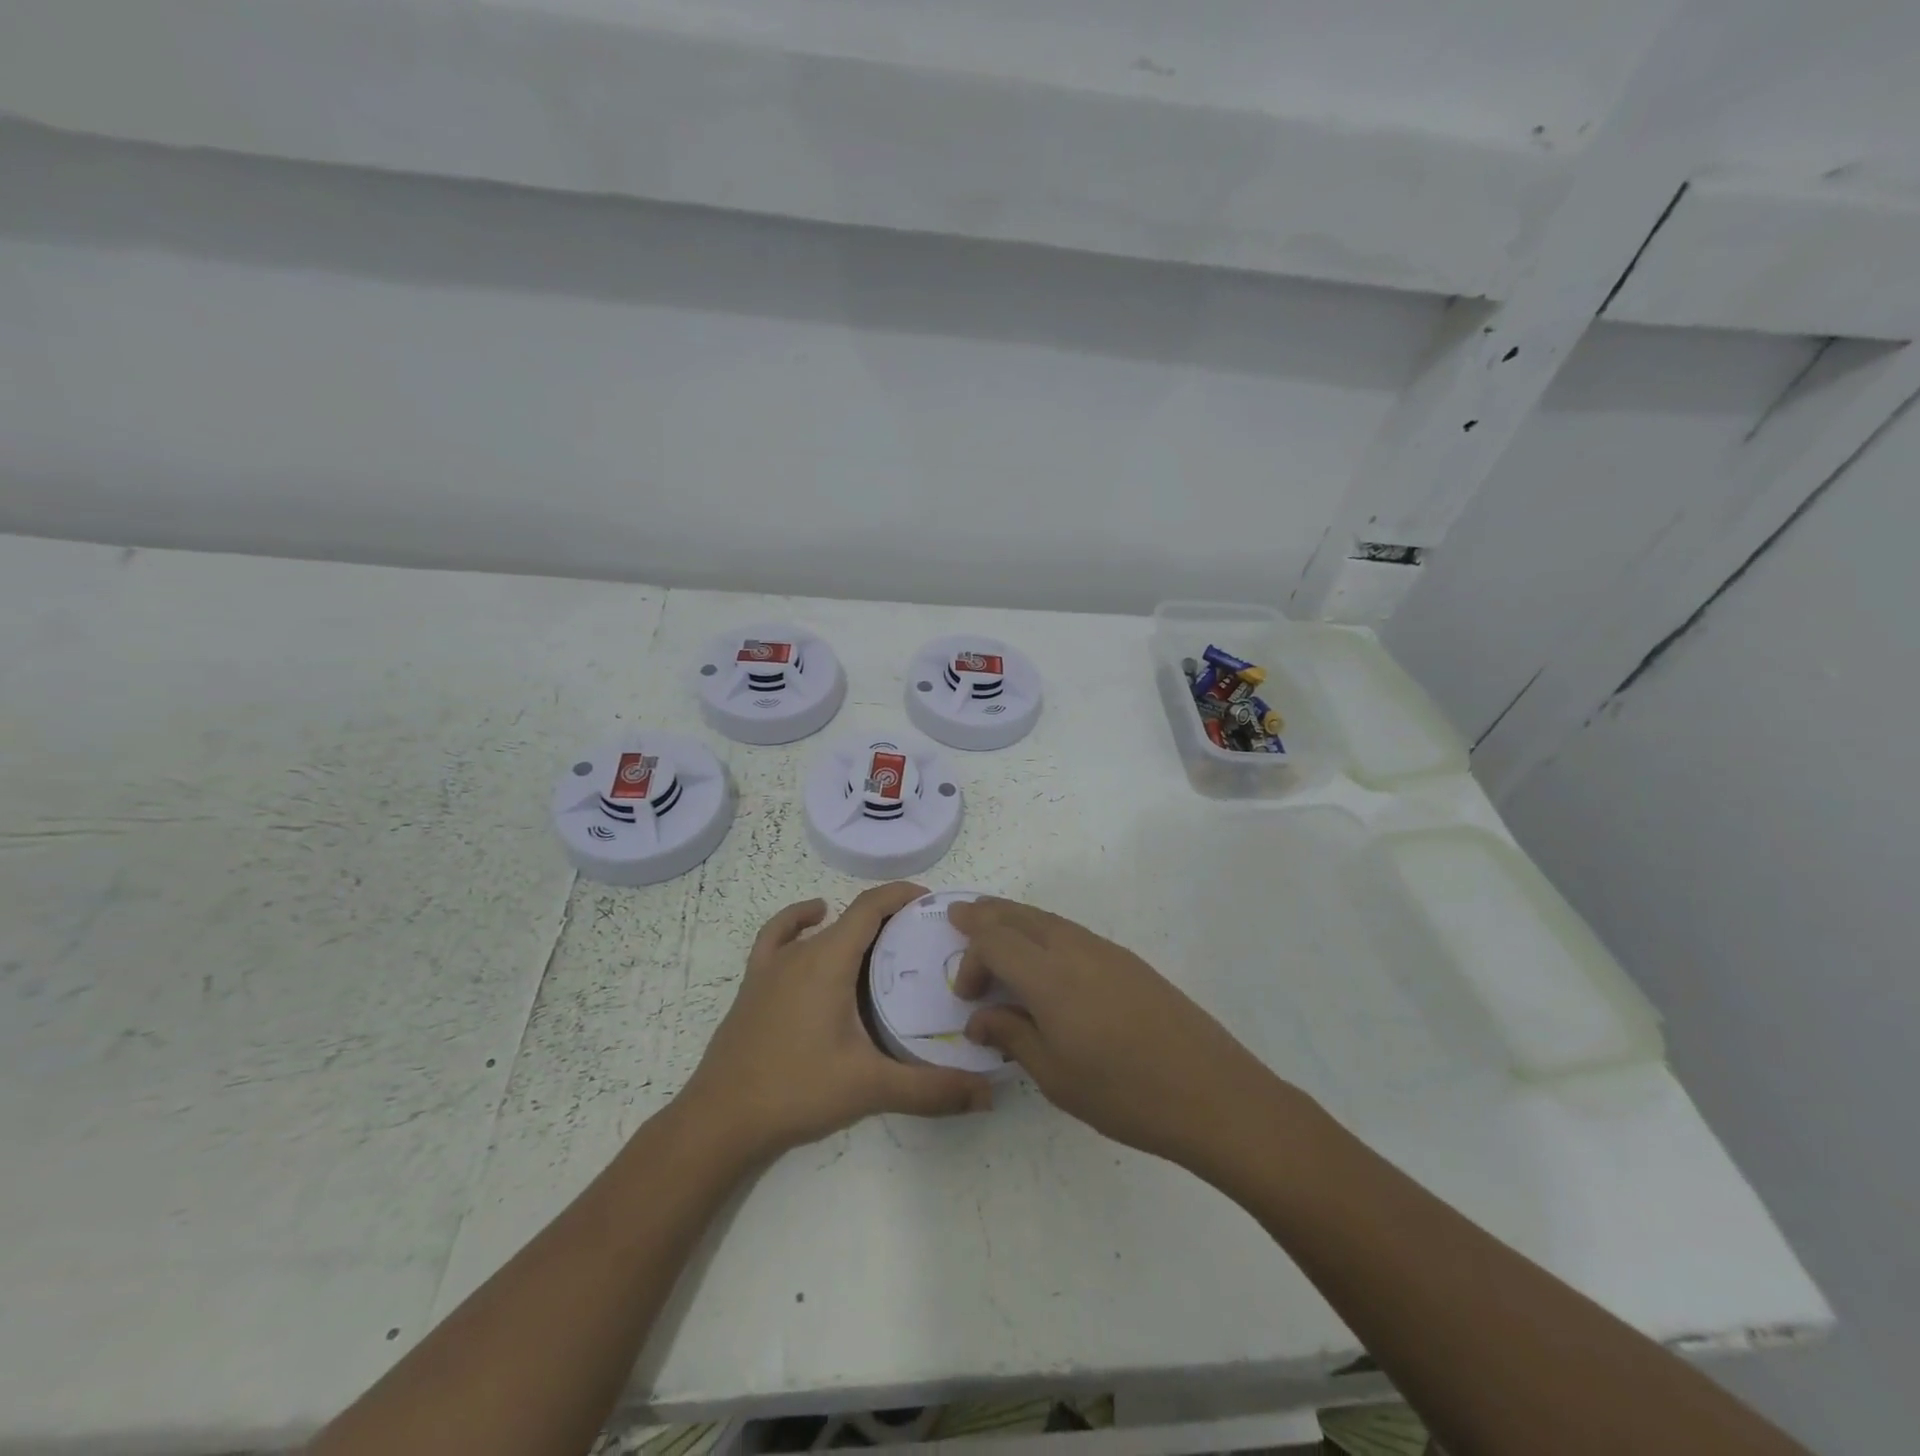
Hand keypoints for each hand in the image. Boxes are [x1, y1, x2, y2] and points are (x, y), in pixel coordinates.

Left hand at [679, 883, 992, 1160]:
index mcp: (829, 960)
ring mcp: (772, 967)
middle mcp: (801, 952)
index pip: (870, 907)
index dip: (901, 895)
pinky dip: (797, 922)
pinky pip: (777, 937)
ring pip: (819, 928)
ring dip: (850, 924)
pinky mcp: (754, 984)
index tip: (932, 901)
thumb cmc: (797, 1090)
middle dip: (888, 917)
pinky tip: (811, 923)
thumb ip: (931, 1089)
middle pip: (850, 917)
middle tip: (922, 937)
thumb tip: (988, 1095)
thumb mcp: (870, 1087)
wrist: (721, 1119)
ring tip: (880, 940)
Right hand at [949, 897, 1291, 1174]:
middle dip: (986, 914)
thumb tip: (981, 1019)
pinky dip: (1044, 931)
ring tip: (996, 929)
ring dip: (1016, 919)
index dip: (971, 955)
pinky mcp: (1128, 962)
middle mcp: (1075, 949)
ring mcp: (1106, 951)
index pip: (995, 940)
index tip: (965, 991)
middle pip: (1020, 916)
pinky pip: (1072, 932)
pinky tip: (1045, 957)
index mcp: (1050, 976)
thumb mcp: (1055, 1075)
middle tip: (960, 915)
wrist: (1212, 1094)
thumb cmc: (1124, 1094)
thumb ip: (1012, 1036)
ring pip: (1048, 919)